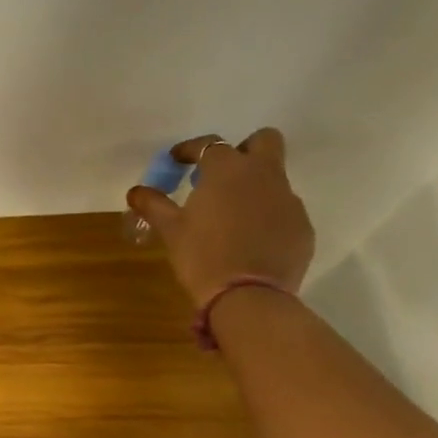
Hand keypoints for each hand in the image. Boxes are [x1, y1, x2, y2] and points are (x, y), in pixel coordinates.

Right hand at [127, 129, 314, 306]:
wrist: (249, 297)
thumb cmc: (202, 256)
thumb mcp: (171, 230)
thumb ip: (154, 205)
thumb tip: (136, 191)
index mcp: (227, 170)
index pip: (209, 144)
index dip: (190, 150)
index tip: (177, 161)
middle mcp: (264, 175)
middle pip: (263, 141)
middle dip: (243, 150)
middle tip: (220, 176)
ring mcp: (288, 200)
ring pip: (274, 178)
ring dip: (254, 187)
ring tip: (231, 216)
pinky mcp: (302, 226)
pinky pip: (283, 210)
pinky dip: (267, 216)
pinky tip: (250, 240)